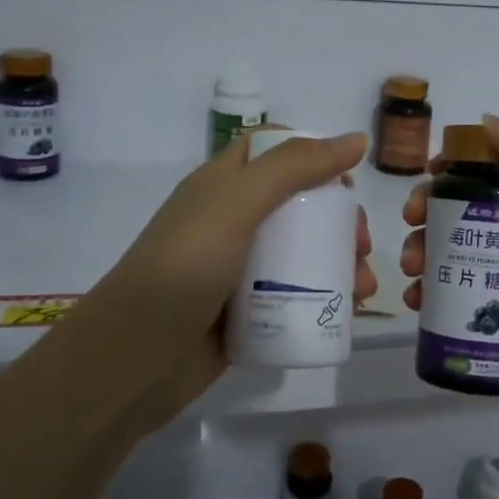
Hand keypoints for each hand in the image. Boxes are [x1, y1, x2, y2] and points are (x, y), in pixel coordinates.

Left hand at [68, 132, 375, 430]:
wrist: (136, 358)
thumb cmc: (186, 266)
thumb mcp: (238, 202)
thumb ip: (295, 167)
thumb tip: (356, 140)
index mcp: (223, 184)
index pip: (272, 150)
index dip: (312, 155)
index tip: (346, 181)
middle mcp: (232, 221)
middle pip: (297, 205)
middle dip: (337, 219)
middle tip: (361, 244)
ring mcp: (238, 269)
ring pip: (301, 253)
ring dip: (339, 262)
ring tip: (363, 287)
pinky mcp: (247, 311)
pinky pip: (294, 295)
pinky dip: (325, 298)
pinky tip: (349, 312)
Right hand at [400, 116, 498, 441]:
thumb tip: (488, 124)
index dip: (463, 164)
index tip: (430, 174)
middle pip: (472, 209)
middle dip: (433, 211)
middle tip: (411, 224)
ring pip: (459, 251)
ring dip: (424, 251)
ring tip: (410, 272)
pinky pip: (458, 294)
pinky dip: (431, 292)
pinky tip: (415, 301)